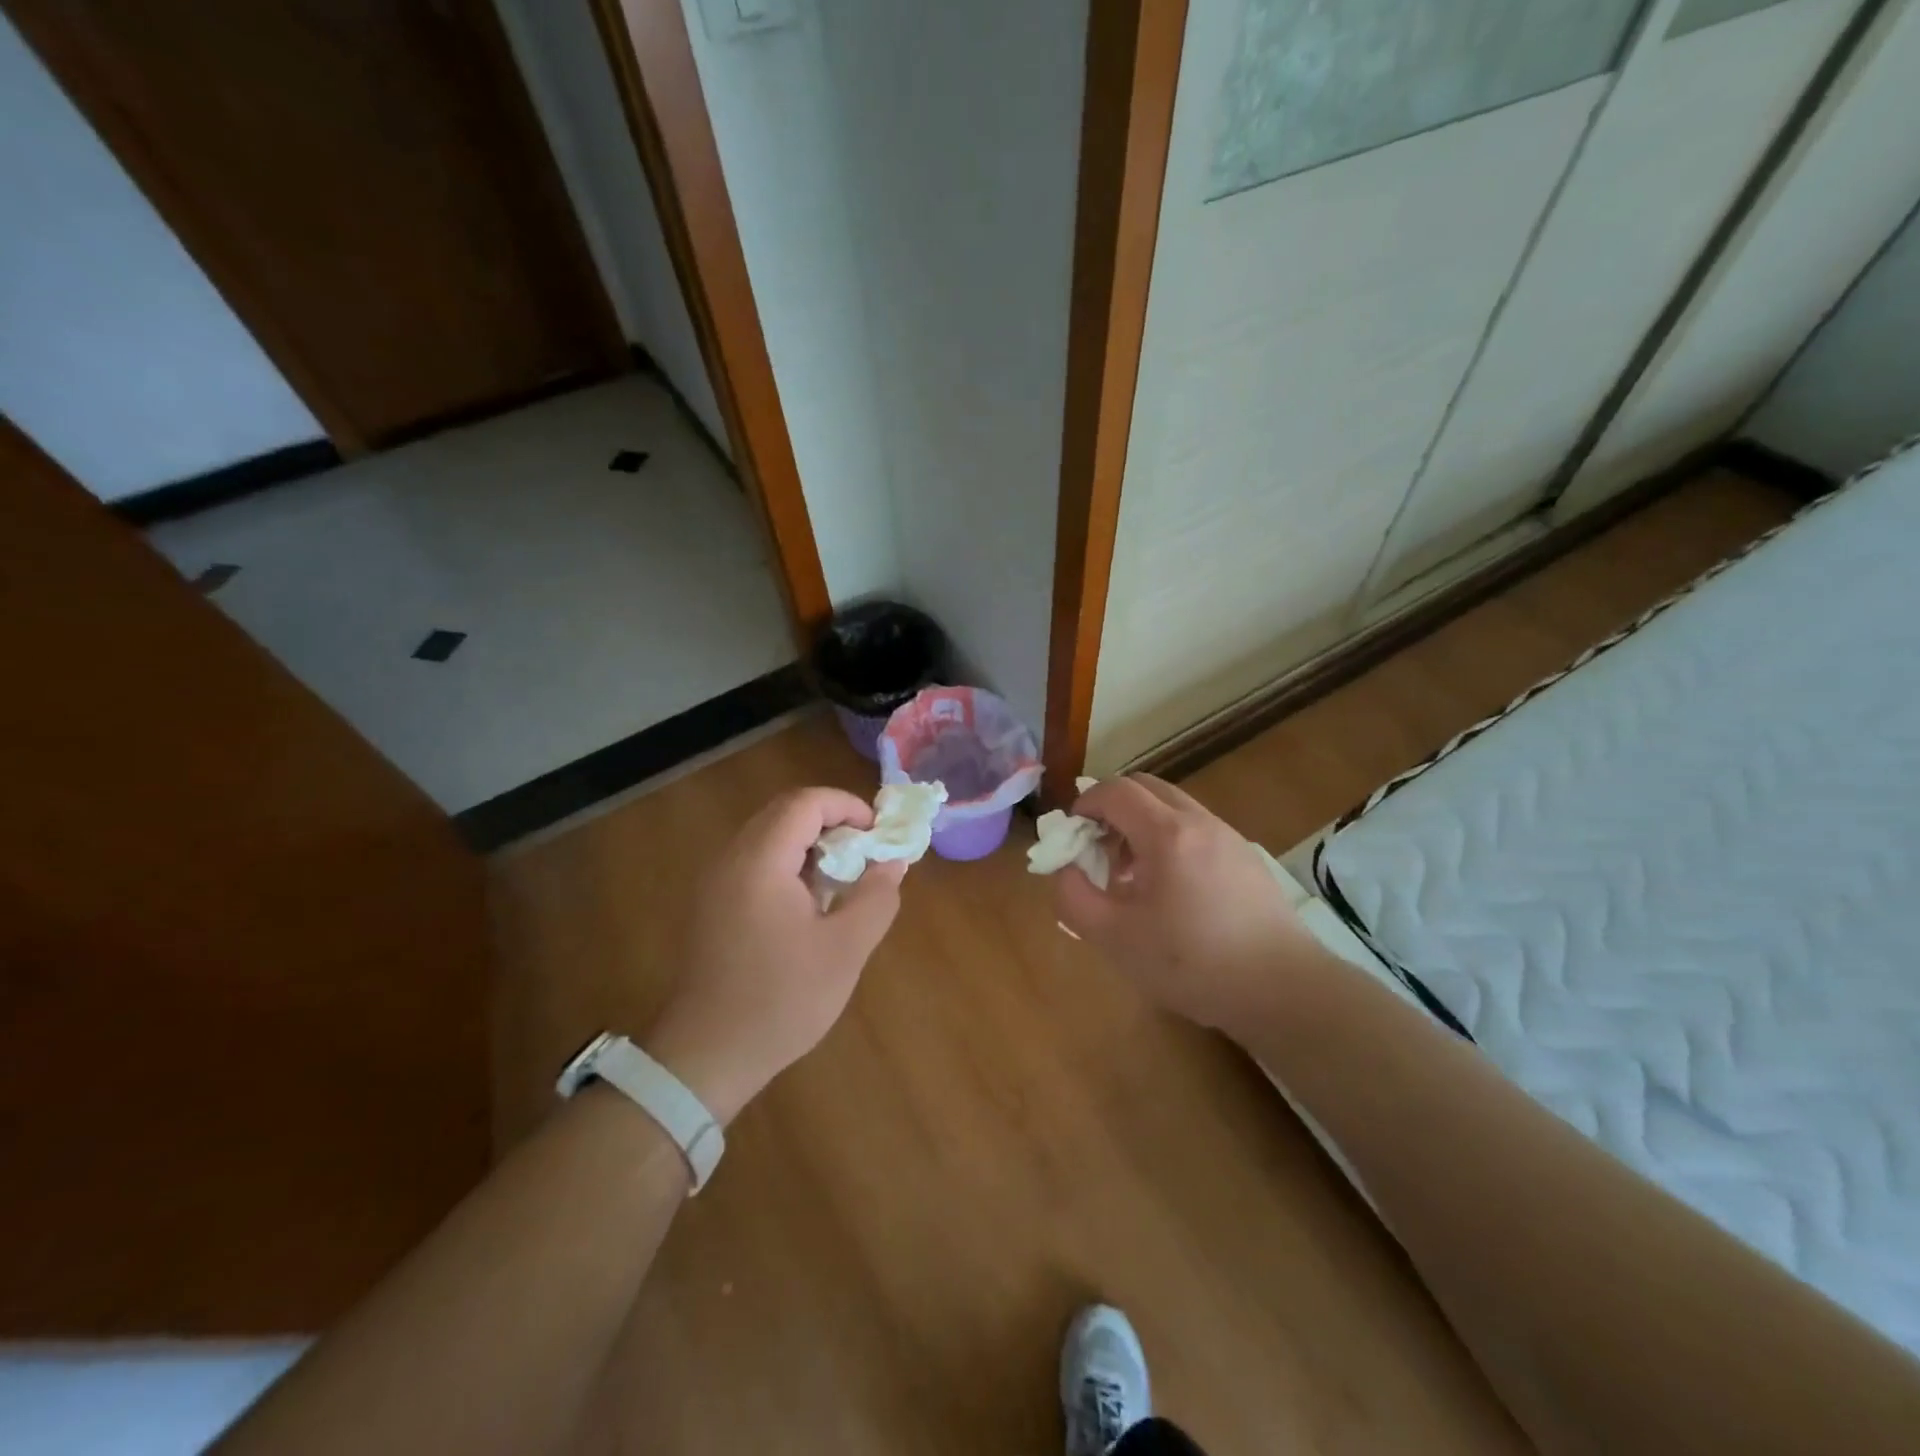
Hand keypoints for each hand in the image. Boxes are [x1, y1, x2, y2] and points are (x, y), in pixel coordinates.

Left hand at [644, 788, 905, 1124]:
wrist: (707, 1055)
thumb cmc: (781, 1000)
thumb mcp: (845, 949)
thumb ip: (876, 897)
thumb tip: (892, 861)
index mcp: (760, 861)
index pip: (805, 803)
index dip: (847, 806)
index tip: (878, 834)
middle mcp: (731, 859)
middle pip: (785, 813)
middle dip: (832, 822)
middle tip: (866, 852)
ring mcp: (716, 882)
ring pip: (769, 836)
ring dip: (811, 843)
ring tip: (844, 877)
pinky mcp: (713, 904)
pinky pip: (756, 862)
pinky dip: (790, 864)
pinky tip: (811, 903)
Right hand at [1055, 775, 1321, 1033]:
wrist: (1282, 989)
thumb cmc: (1192, 963)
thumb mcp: (1115, 938)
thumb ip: (1074, 897)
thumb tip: (1065, 869)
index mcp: (1167, 834)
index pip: (1115, 790)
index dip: (1085, 804)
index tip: (1072, 836)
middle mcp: (1199, 821)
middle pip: (1145, 787)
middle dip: (1112, 808)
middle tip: (1098, 850)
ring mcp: (1228, 836)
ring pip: (1172, 807)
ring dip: (1140, 825)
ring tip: (1131, 875)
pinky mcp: (1246, 857)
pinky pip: (1195, 829)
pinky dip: (1169, 839)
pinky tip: (1170, 891)